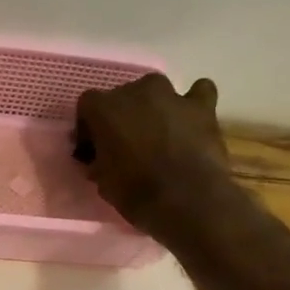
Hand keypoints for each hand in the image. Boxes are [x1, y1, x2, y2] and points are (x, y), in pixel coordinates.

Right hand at [76, 75, 233, 242]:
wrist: (184, 200)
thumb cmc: (134, 192)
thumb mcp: (101, 180)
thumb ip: (99, 159)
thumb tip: (100, 157)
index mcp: (105, 108)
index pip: (88, 105)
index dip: (90, 126)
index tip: (93, 147)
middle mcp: (136, 91)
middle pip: (123, 95)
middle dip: (122, 116)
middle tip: (126, 143)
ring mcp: (172, 95)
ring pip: (157, 89)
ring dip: (154, 106)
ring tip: (158, 132)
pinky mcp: (201, 106)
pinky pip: (199, 91)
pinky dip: (194, 102)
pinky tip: (191, 119)